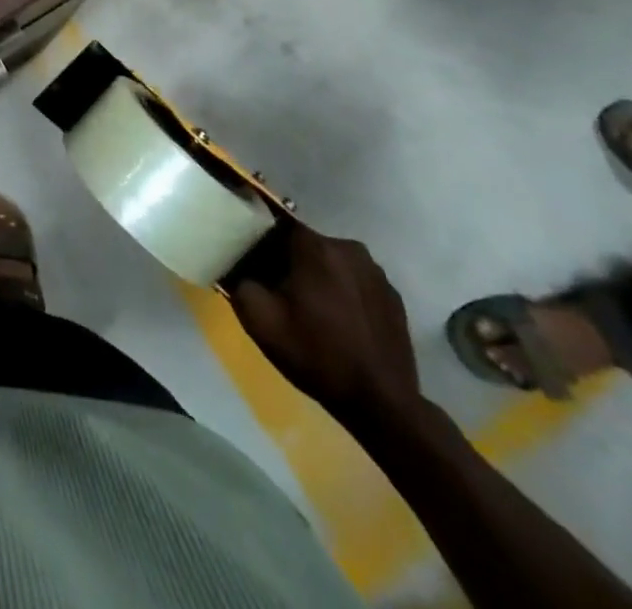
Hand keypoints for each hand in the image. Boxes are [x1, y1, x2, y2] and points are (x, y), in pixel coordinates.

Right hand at [232, 226, 423, 429]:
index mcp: (315, 246)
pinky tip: (341, 324)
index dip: (263, 247)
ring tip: (314, 313)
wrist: (382, 405)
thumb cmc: (316, 355)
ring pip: (333, 263)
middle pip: (307, 245)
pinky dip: (345, 295)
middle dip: (292, 264)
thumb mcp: (259, 320)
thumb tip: (237, 268)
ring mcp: (377, 273)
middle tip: (282, 296)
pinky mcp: (394, 297)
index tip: (258, 272)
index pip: (277, 227)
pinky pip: (357, 283)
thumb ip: (238, 282)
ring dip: (320, 278)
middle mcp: (348, 248)